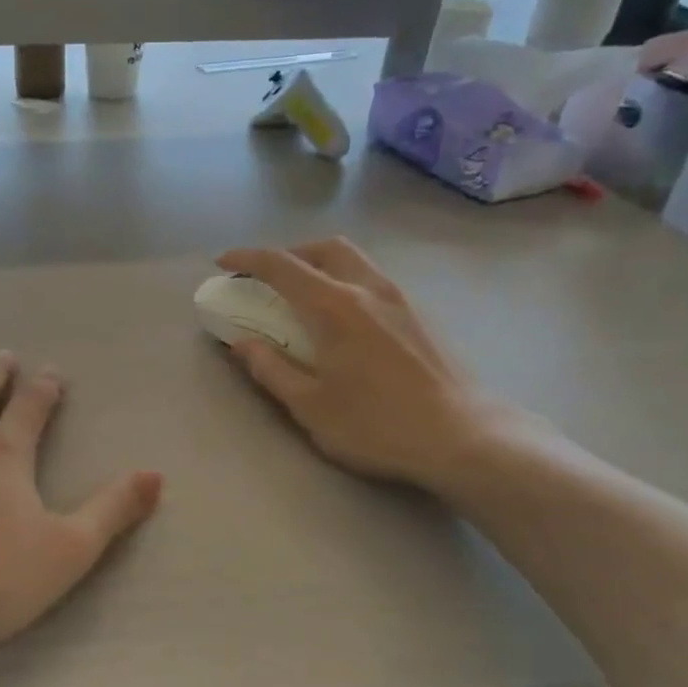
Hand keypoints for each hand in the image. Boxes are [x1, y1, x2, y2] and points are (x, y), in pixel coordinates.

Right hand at [214, 238, 536, 496]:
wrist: (464, 437)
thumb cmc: (377, 425)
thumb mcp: (310, 406)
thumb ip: (271, 369)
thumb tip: (241, 343)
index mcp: (336, 306)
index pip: (282, 266)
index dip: (247, 258)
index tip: (223, 262)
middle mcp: (370, 289)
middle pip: (325, 249)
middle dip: (290, 254)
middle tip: (268, 279)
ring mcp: (402, 299)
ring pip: (355, 261)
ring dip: (321, 266)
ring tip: (304, 299)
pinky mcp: (422, 315)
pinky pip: (375, 280)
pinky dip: (347, 283)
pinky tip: (346, 322)